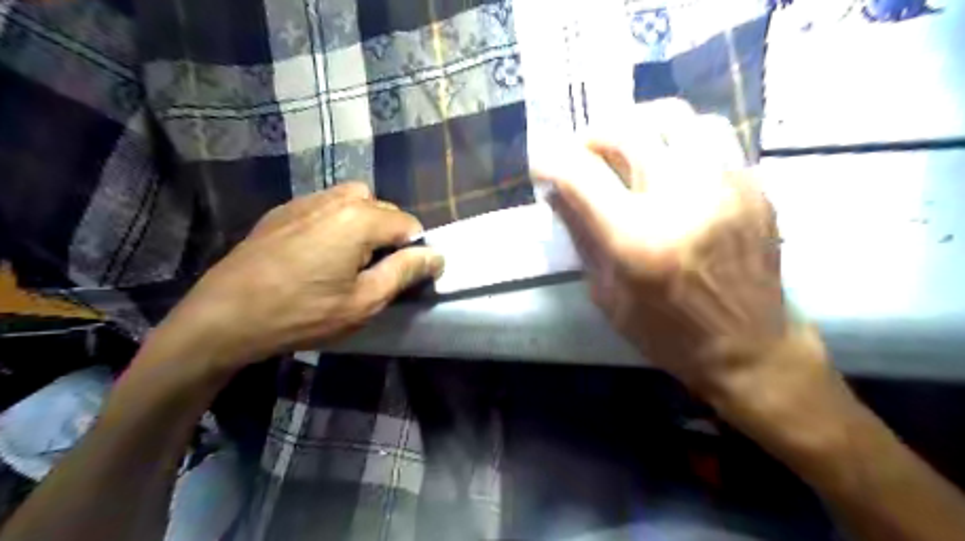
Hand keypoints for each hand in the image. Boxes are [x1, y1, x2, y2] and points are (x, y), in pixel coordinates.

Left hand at [144, 184, 442, 373]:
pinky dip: (338, 221)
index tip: (401, 277)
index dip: (414, 250)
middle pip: (384, 208)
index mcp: (359, 219)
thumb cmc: (301, 313)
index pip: (410, 224)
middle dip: (390, 236)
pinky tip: (320, 252)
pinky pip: (326, 205)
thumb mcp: (364, 301)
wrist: (224, 317)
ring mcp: (305, 201)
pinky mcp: (283, 211)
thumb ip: (405, 272)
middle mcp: (335, 199)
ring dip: (366, 223)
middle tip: (375, 271)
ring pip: (356, 201)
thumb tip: (436, 255)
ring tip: (351, 257)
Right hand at [531, 98, 815, 401]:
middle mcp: (683, 199)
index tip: (541, 166)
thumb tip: (557, 193)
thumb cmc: (667, 333)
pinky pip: (709, 135)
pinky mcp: (753, 185)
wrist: (749, 348)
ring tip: (626, 148)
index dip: (550, 162)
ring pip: (674, 116)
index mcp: (637, 239)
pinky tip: (667, 163)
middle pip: (627, 129)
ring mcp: (725, 185)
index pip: (580, 175)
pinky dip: (676, 140)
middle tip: (581, 154)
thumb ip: (581, 237)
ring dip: (637, 125)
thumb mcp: (607, 295)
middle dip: (590, 135)